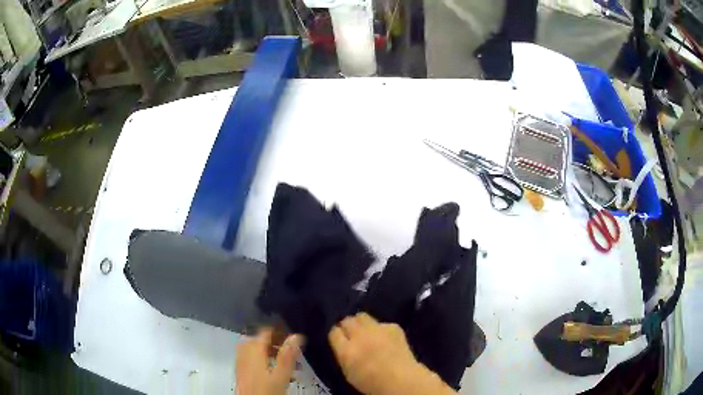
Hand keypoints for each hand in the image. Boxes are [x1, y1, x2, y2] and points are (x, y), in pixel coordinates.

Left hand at [236, 328, 302, 394]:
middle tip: (286, 349)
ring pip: (251, 350)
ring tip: (280, 361)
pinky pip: (247, 359)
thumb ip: (287, 356)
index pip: (263, 333)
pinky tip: (269, 371)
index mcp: (254, 352)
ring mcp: (240, 363)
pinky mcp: (240, 373)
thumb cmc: (267, 391)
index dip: (277, 331)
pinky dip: (258, 359)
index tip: (290, 336)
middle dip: (271, 342)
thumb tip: (296, 336)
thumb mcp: (281, 375)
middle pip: (255, 340)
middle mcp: (244, 354)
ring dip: (265, 351)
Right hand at [328, 313, 455, 394]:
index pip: (334, 332)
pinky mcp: (393, 327)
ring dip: (361, 323)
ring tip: (366, 331)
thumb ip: (343, 354)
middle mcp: (360, 336)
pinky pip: (382, 323)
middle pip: (347, 320)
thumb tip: (342, 344)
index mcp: (346, 350)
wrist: (402, 379)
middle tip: (352, 334)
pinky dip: (381, 329)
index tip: (339, 338)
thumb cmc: (372, 382)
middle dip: (347, 326)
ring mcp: (377, 329)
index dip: (337, 334)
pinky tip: (385, 338)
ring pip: (362, 316)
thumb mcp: (349, 372)